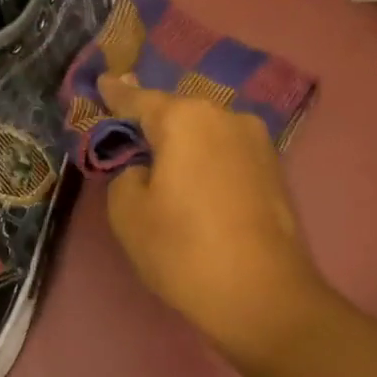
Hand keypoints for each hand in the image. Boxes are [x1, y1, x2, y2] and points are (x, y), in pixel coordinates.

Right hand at [97, 73, 329, 364]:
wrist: (263, 296)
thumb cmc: (184, 250)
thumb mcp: (128, 213)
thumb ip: (124, 174)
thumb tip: (144, 167)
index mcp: (186, 119)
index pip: (139, 99)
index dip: (115, 94)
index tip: (101, 81)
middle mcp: (227, 117)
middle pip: (178, 114)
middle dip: (153, 125)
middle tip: (129, 141)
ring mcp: (258, 143)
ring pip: (206, 134)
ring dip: (183, 146)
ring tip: (164, 170)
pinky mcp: (275, 170)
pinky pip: (227, 154)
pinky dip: (207, 163)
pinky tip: (197, 187)